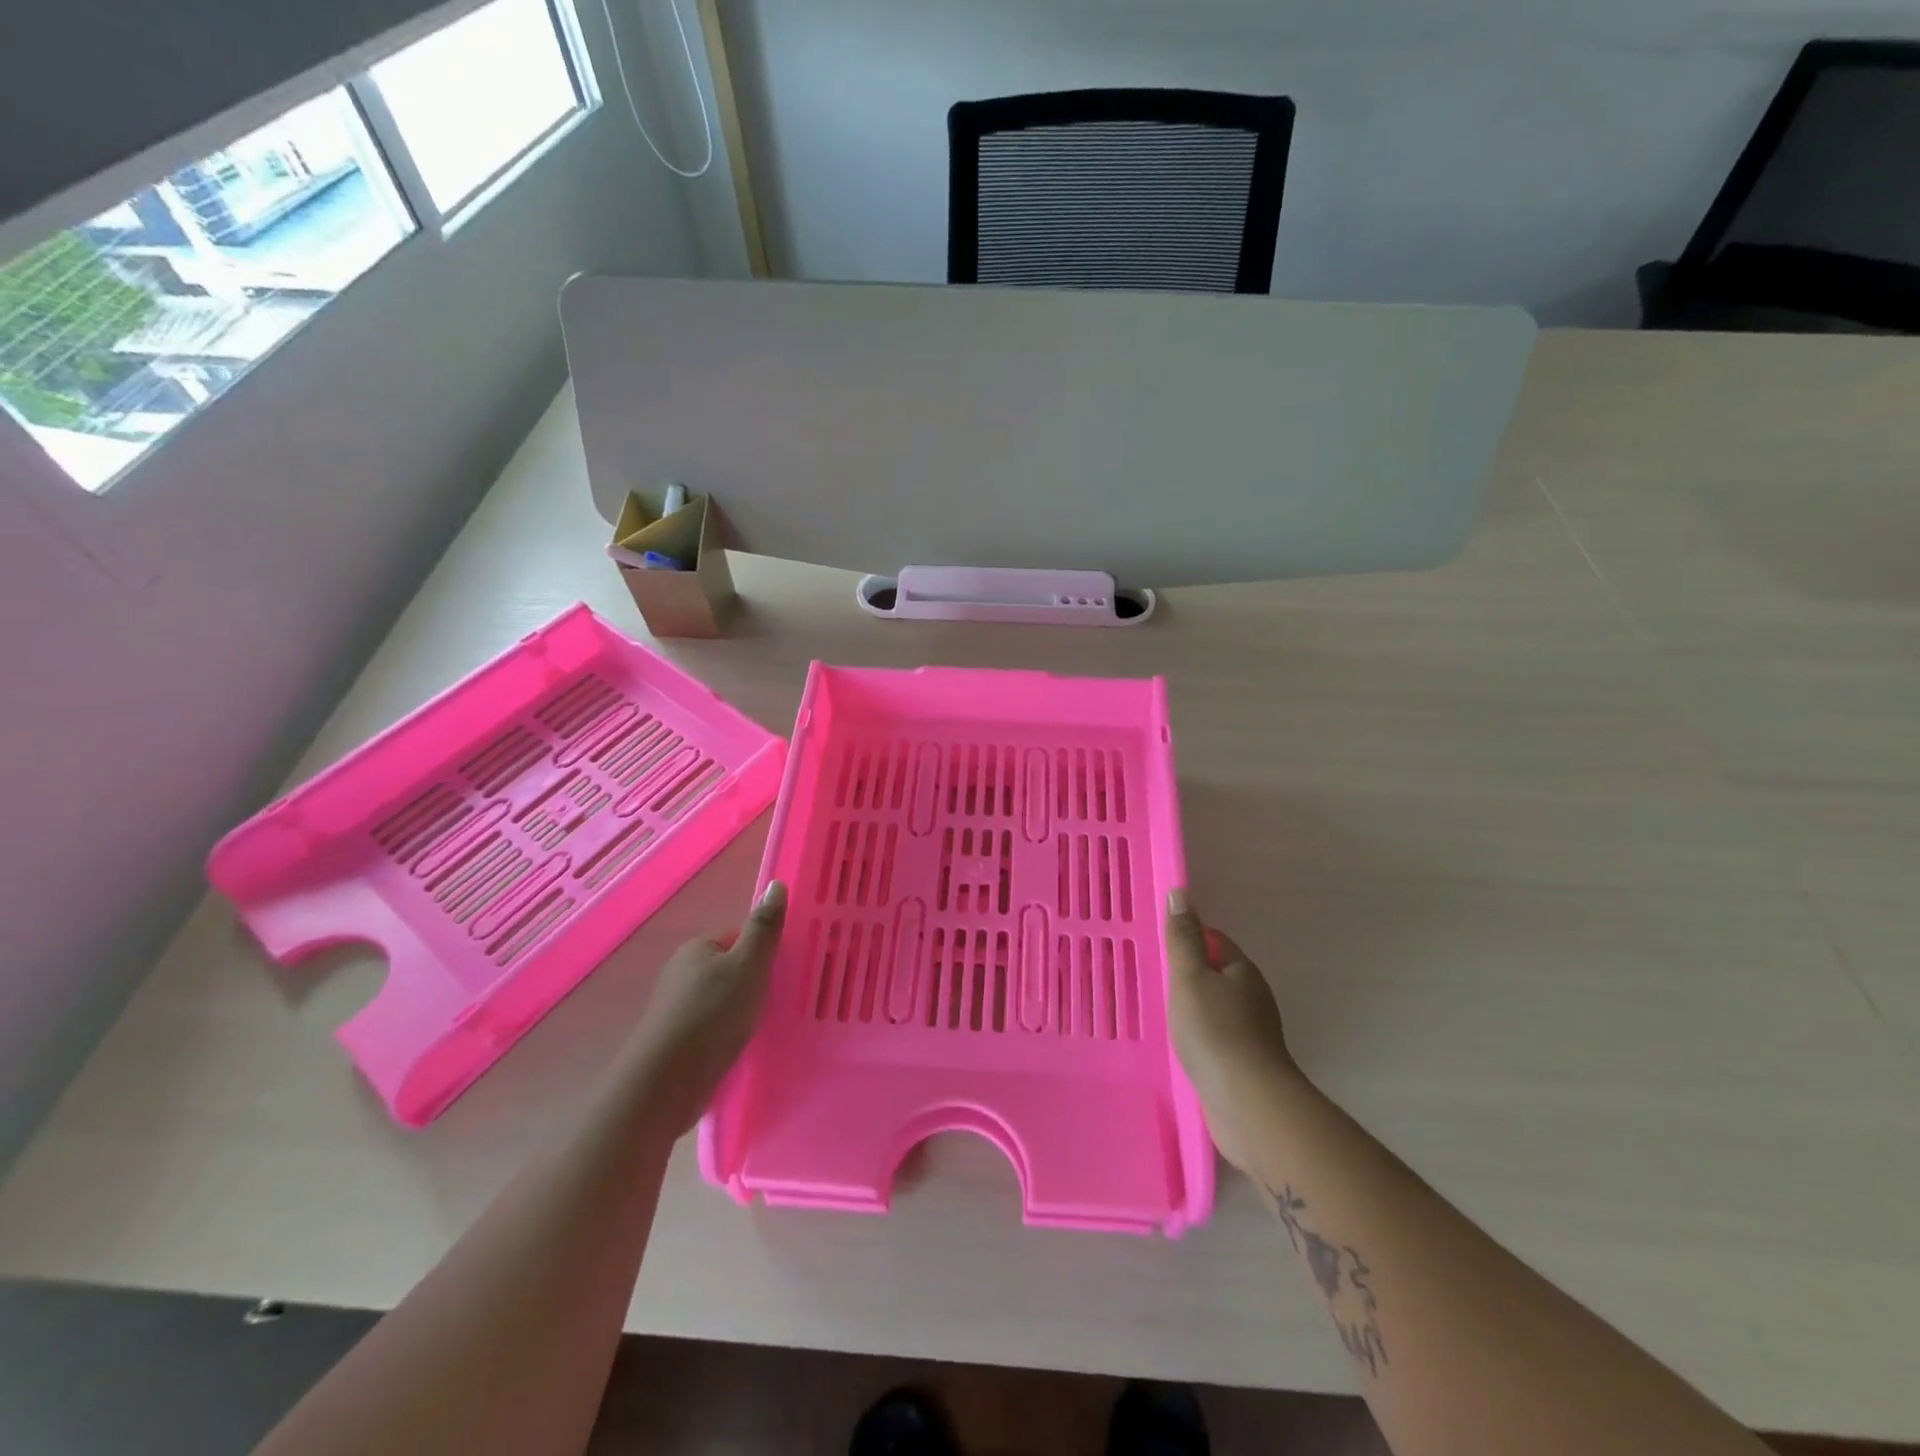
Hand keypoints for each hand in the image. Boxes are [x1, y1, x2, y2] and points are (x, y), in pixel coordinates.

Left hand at [630, 881, 785, 1131]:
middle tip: (777, 1001)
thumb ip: (764, 928)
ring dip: (741, 1011)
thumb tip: (775, 885)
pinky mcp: (676, 1041)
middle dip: (753, 983)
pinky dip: (728, 1034)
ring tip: (763, 1027)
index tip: (784, 972)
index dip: (763, 953)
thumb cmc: (712, 1015)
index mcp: (697, 948)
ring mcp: (676, 1008)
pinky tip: (741, 1047)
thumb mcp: (748, 965)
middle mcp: (681, 972)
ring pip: (721, 1000)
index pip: (738, 939)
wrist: (666, 1083)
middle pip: (730, 969)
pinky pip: (712, 1027)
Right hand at [1165, 889, 1297, 1176]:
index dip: (1190, 940)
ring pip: (1218, 1008)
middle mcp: (1254, 997)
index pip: (1216, 941)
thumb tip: (1181, 893)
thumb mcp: (1189, 976)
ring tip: (1163, 1014)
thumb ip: (1183, 938)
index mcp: (1243, 970)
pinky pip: (1218, 1038)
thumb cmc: (1214, 1030)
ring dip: (1195, 1009)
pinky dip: (1201, 1038)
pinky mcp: (1247, 1064)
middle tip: (1155, 980)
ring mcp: (1253, 1033)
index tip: (1161, 947)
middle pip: (1218, 974)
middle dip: (1191, 975)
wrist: (1247, 1103)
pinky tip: (1183, 1048)